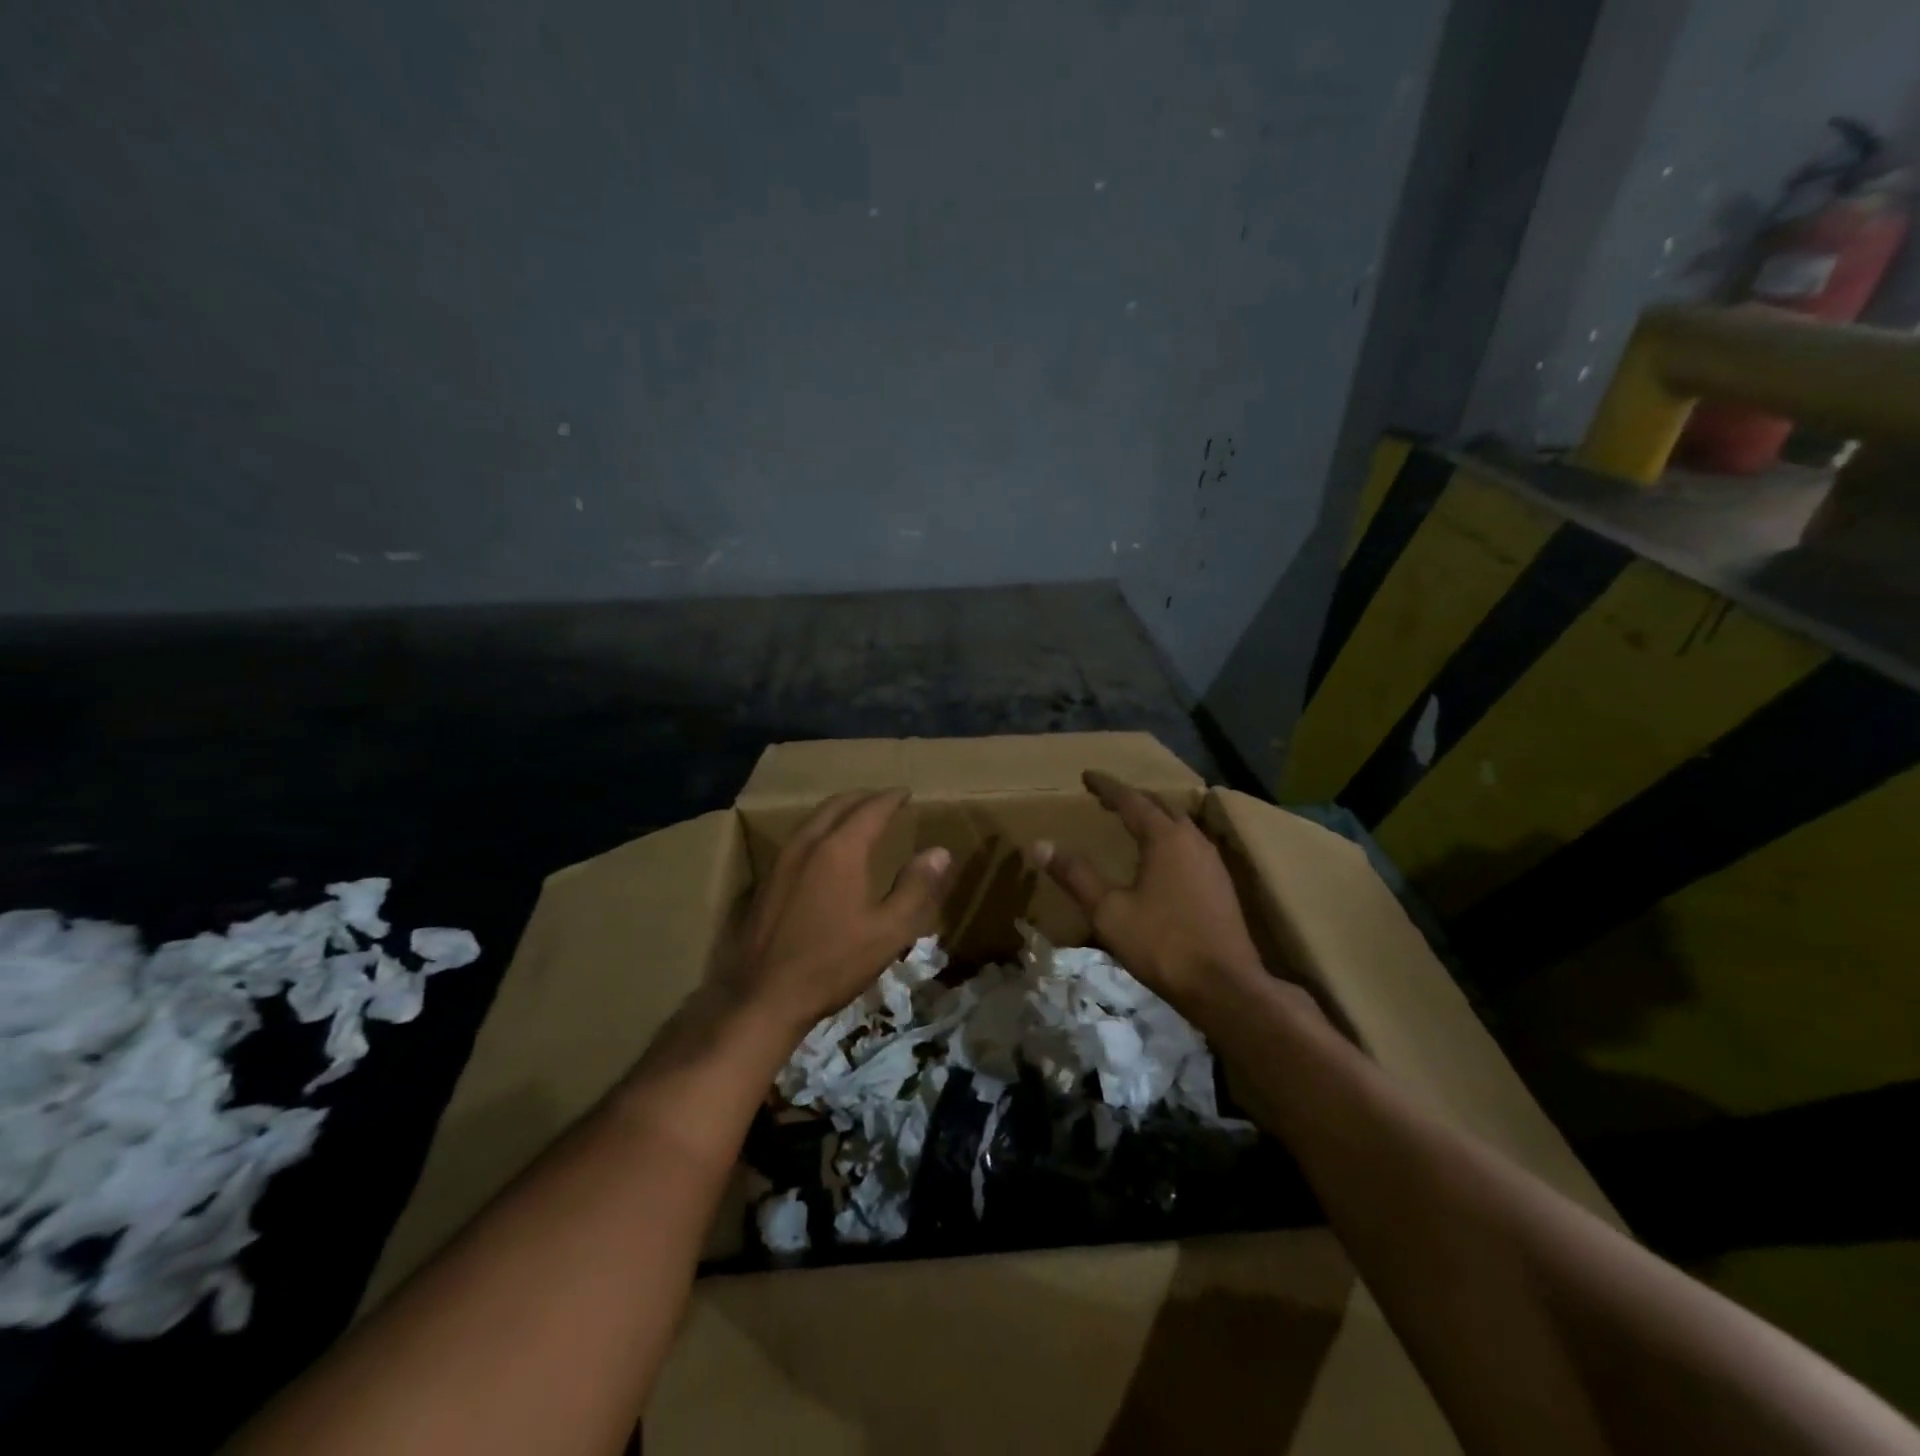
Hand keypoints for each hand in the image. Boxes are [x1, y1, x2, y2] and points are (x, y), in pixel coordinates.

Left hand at [729, 789, 950, 1036]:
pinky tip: (825, 850)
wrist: (764, 996)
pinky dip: (820, 830)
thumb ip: (916, 887)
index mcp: (841, 849)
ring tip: (857, 817)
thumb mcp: (888, 931)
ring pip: (814, 819)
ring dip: (839, 811)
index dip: (891, 798)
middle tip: (884, 800)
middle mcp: (808, 844)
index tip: (907, 793)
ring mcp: (782, 861)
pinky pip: (799, 838)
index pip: (871, 809)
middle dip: (864, 798)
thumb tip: (939, 852)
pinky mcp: (767, 880)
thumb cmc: (833, 963)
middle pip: (838, 805)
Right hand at [1031, 771, 1265, 1017]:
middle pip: (1160, 806)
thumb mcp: (1109, 911)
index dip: (1107, 787)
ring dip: (1154, 818)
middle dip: (1131, 798)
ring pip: (1180, 825)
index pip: (1131, 800)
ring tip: (1132, 822)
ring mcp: (1212, 863)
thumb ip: (1075, 875)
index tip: (1086, 776)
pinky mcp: (1221, 885)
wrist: (1226, 987)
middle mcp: (1193, 840)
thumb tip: (1039, 845)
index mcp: (1166, 838)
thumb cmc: (1163, 944)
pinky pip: (1191, 845)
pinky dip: (1169, 838)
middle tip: (1106, 798)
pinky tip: (1162, 858)